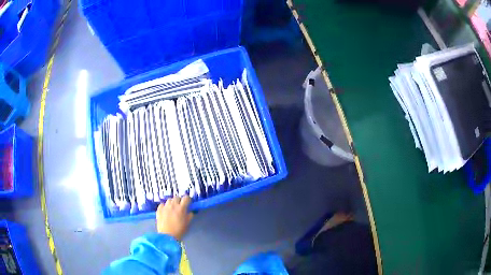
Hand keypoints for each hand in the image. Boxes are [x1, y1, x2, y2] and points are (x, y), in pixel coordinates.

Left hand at [156, 196, 193, 240]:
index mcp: (181, 208)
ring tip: (172, 208)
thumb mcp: (188, 223)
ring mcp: (165, 206)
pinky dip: (164, 206)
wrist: (167, 235)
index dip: (188, 199)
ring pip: (169, 200)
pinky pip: (162, 204)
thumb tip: (190, 211)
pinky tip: (165, 211)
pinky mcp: (159, 209)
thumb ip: (190, 215)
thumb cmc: (179, 230)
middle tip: (180, 206)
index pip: (186, 198)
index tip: (188, 203)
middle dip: (179, 200)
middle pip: (177, 197)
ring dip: (172, 203)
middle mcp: (173, 205)